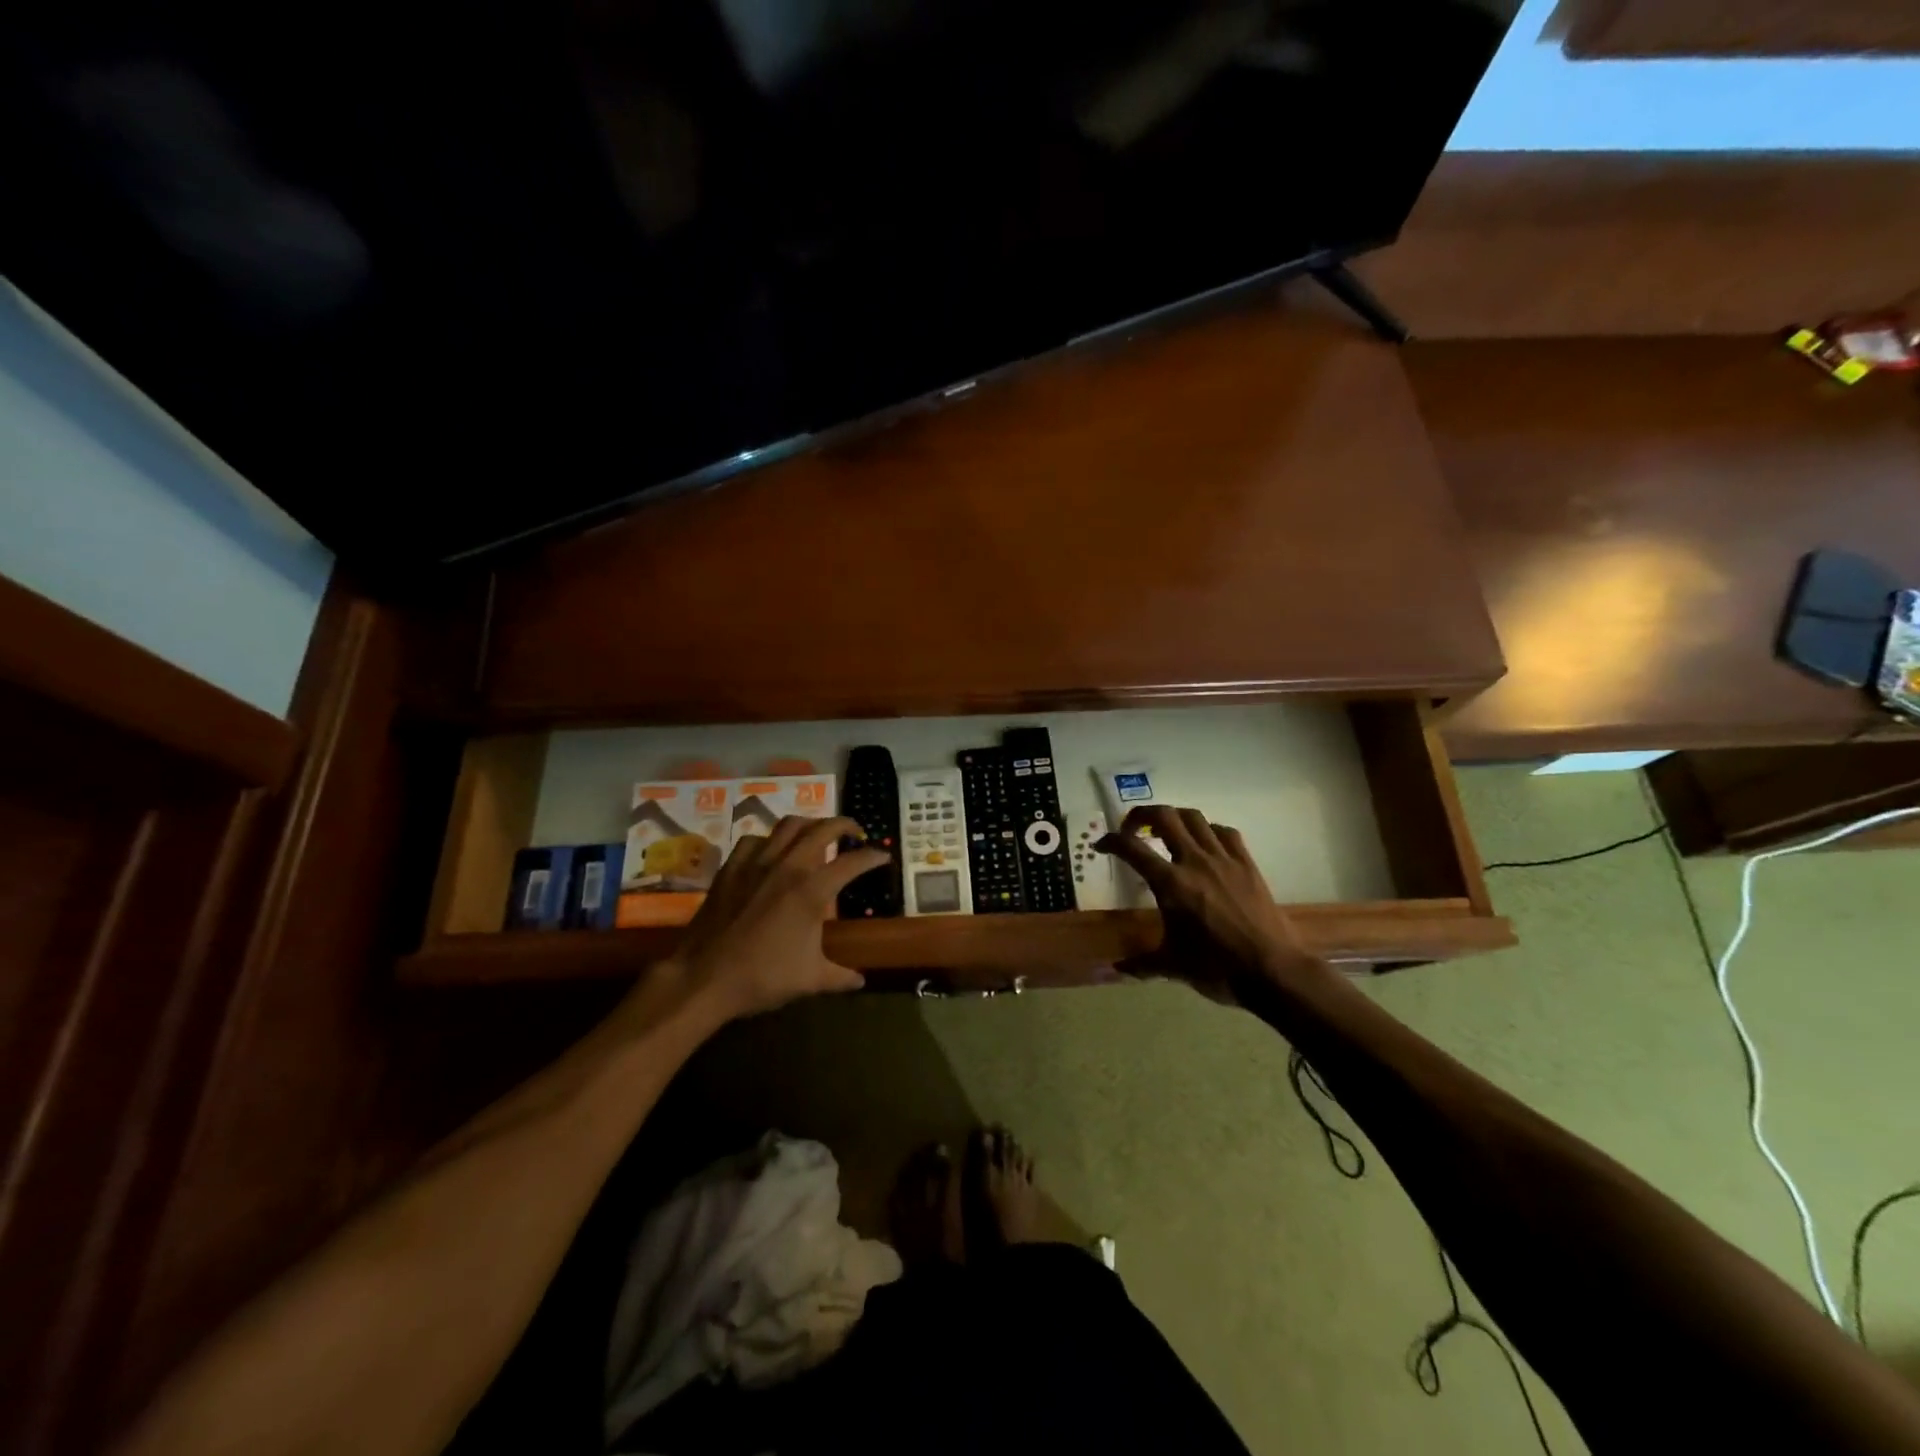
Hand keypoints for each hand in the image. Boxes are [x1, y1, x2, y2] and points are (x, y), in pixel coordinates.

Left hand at [661, 816, 889, 1022]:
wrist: (703, 978)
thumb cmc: (762, 977)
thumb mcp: (810, 979)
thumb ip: (839, 976)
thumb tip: (860, 980)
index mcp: (812, 890)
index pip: (853, 862)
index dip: (872, 857)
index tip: (883, 856)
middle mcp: (788, 866)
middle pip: (823, 828)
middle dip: (845, 825)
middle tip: (856, 833)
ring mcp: (757, 862)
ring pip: (789, 825)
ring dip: (810, 825)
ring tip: (818, 834)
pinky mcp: (732, 867)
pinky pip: (755, 839)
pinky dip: (770, 840)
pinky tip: (772, 852)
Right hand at [1097, 805, 1327, 1003]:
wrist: (1273, 970)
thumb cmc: (1217, 968)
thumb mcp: (1172, 966)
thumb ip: (1142, 964)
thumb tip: (1117, 968)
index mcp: (1170, 884)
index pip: (1131, 848)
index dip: (1111, 841)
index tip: (1102, 845)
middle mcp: (1194, 861)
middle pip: (1164, 817)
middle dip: (1141, 815)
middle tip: (1132, 829)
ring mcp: (1224, 859)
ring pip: (1194, 817)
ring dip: (1174, 817)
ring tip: (1166, 830)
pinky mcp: (1247, 864)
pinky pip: (1225, 832)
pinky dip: (1209, 830)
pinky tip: (1206, 844)